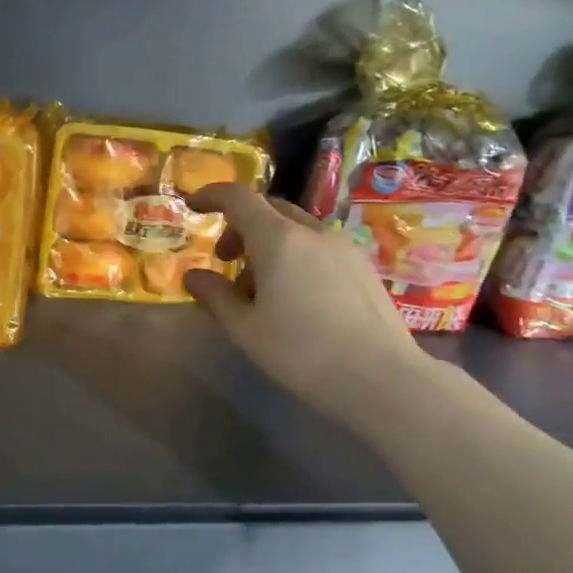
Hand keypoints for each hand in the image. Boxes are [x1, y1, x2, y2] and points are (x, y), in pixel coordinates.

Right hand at [184, 184, 428, 413]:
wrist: (380, 378)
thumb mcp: (245, 329)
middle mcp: (313, 233)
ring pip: (296, 230)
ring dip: (268, 245)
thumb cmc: (301, 353)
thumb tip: (193, 276)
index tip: (192, 205)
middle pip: (270, 209)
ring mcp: (343, 248)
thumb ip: (215, 296)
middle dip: (240, 226)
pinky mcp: (363, 268)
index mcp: (278, 239)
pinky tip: (294, 298)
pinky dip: (294, 257)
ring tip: (259, 290)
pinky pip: (318, 247)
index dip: (212, 195)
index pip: (239, 198)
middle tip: (225, 260)